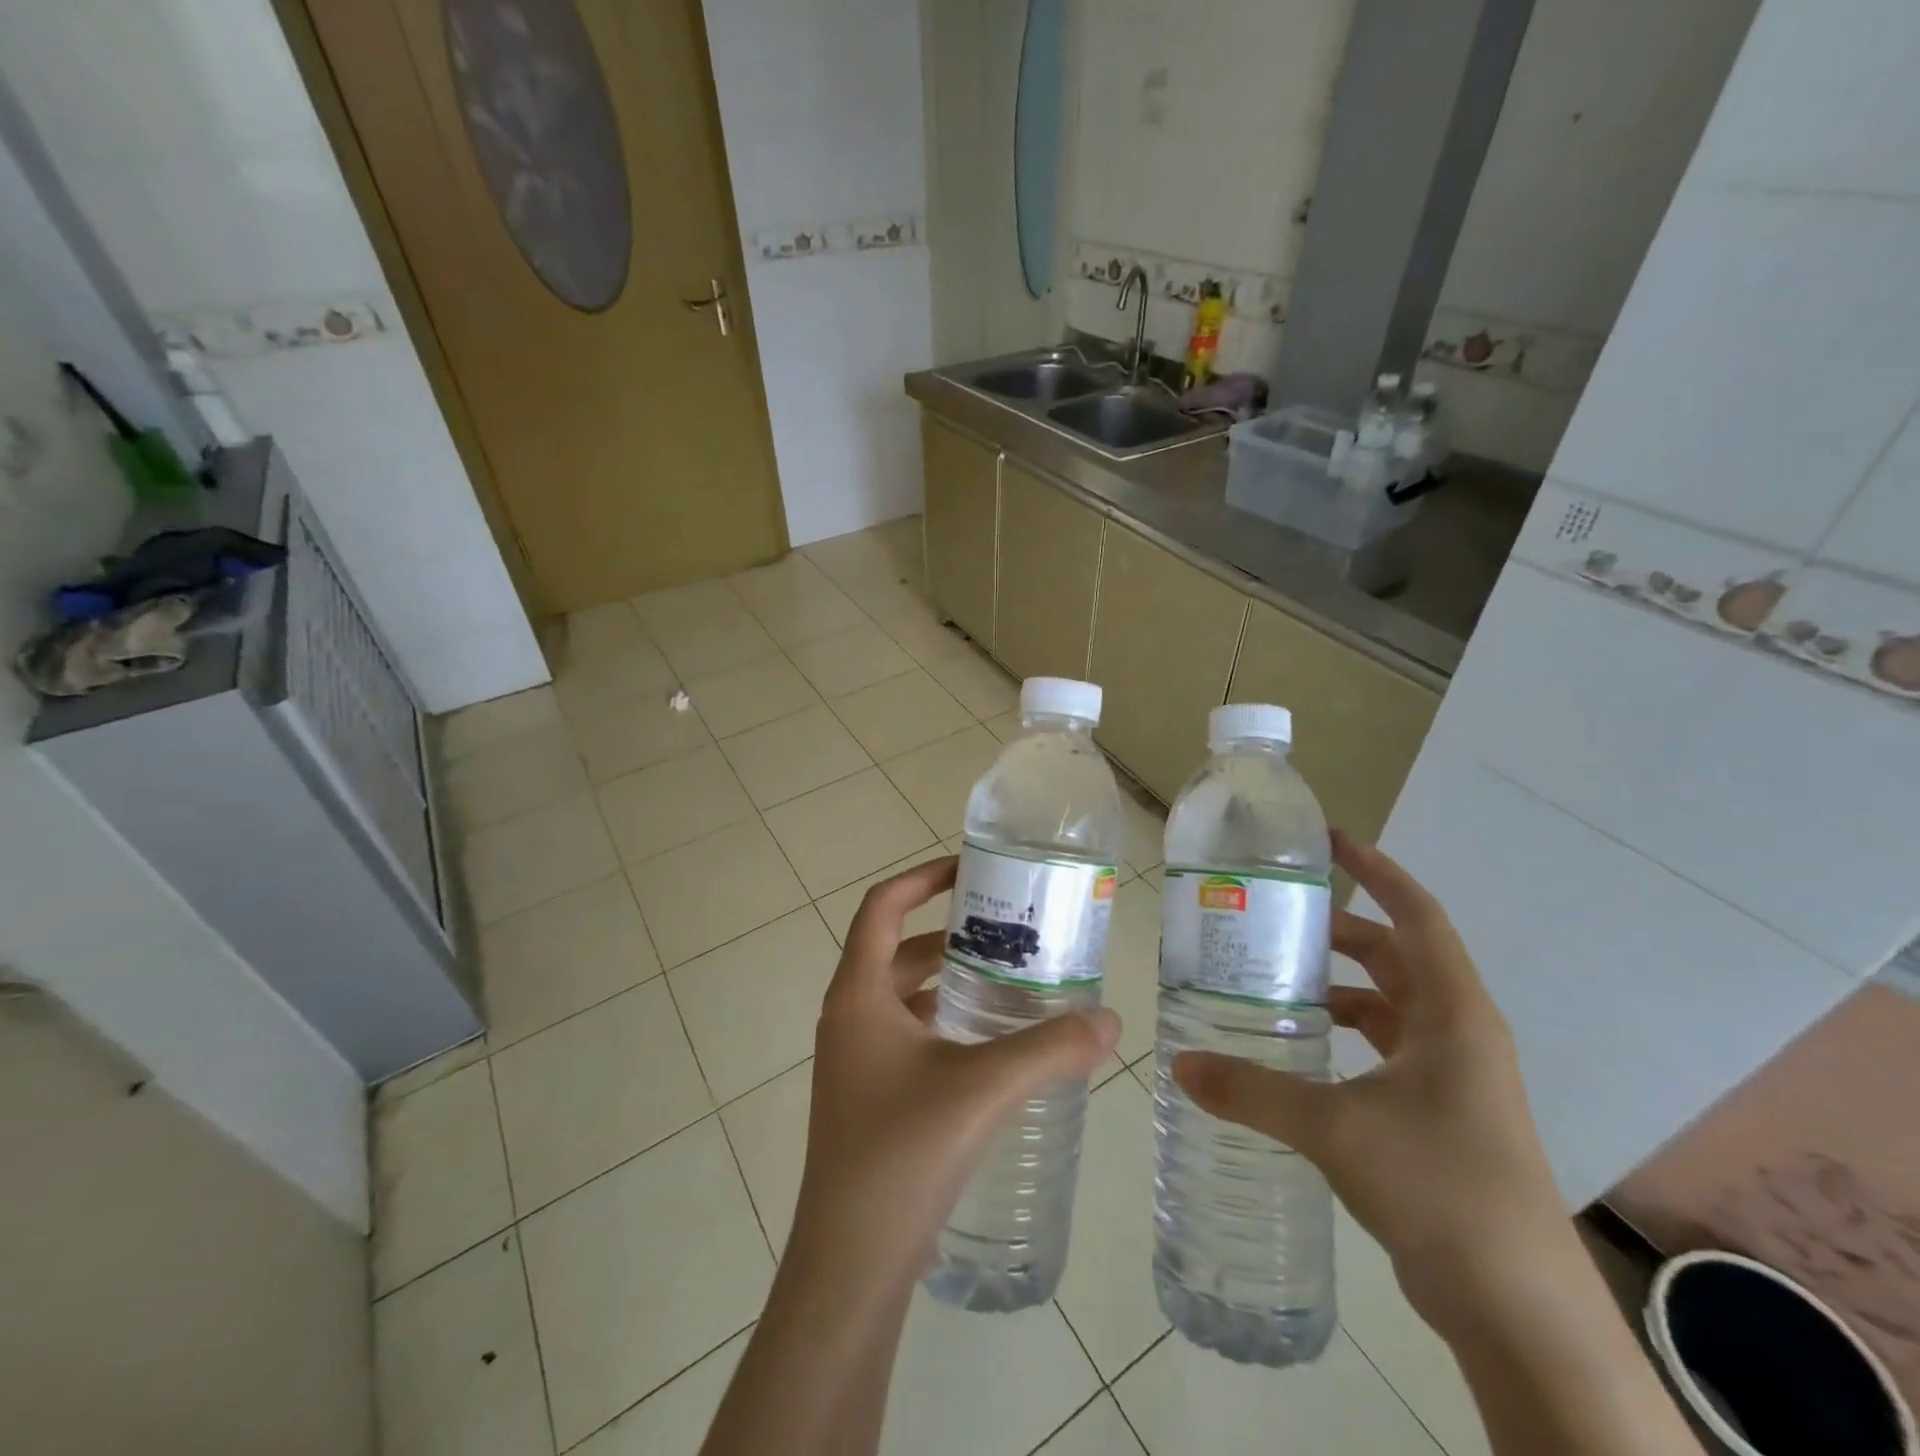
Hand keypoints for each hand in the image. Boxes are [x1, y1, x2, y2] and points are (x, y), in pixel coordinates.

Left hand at [788, 857, 1120, 1286]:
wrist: (850, 1264)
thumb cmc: (903, 1155)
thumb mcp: (983, 1089)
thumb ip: (1050, 1049)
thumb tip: (1110, 1021)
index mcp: (858, 995)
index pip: (881, 907)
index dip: (921, 878)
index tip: (969, 869)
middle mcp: (848, 1016)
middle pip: (896, 948)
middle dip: (949, 932)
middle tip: (1006, 929)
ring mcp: (854, 1059)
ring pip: (902, 994)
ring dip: (947, 979)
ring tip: (1007, 978)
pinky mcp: (867, 1094)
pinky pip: (905, 1032)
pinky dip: (942, 1020)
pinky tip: (987, 1042)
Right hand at [1172, 832, 1565, 1333]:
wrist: (1519, 1309)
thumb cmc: (1440, 1187)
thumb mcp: (1334, 1128)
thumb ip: (1253, 1092)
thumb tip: (1180, 1067)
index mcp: (1452, 1014)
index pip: (1417, 917)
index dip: (1378, 872)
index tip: (1332, 843)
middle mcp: (1459, 1034)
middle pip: (1398, 957)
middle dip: (1342, 931)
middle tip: (1279, 917)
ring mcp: (1454, 1077)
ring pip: (1391, 1007)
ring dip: (1342, 987)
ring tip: (1278, 980)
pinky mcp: (1442, 1115)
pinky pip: (1388, 1051)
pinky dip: (1348, 1036)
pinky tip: (1303, 1050)